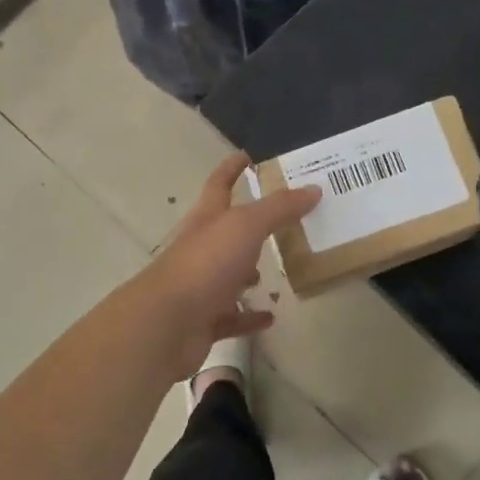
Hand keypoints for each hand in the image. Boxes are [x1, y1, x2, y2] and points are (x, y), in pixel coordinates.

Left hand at [136, 152, 321, 380]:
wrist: (166, 324)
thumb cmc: (205, 264)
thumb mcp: (245, 227)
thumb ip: (278, 208)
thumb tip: (313, 189)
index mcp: (206, 219)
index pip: (219, 185)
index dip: (231, 168)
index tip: (246, 156)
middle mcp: (200, 249)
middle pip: (225, 231)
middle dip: (249, 226)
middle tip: (282, 222)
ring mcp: (200, 286)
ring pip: (228, 274)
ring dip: (249, 273)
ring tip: (279, 272)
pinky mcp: (204, 320)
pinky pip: (232, 316)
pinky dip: (249, 316)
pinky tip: (269, 316)